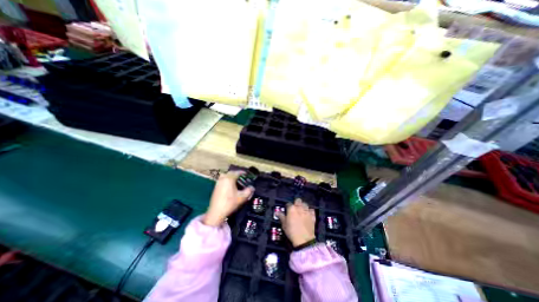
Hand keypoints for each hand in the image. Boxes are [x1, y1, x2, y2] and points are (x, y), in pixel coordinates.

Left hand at [204, 172, 255, 225]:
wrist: (216, 212)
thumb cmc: (230, 203)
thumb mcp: (242, 197)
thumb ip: (248, 191)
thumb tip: (252, 187)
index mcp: (229, 179)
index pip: (237, 172)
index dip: (243, 172)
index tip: (246, 174)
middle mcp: (223, 178)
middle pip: (230, 173)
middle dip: (236, 174)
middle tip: (242, 177)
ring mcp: (218, 183)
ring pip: (225, 176)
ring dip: (231, 177)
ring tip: (236, 181)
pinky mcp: (215, 187)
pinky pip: (222, 180)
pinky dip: (227, 180)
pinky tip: (230, 187)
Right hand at [278, 200, 316, 245]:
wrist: (304, 240)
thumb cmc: (292, 231)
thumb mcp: (284, 224)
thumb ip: (281, 216)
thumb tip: (277, 212)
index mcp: (291, 208)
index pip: (289, 204)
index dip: (287, 206)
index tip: (287, 210)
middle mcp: (299, 207)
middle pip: (298, 200)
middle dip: (296, 203)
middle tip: (295, 208)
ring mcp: (307, 211)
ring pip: (305, 204)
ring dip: (303, 206)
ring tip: (301, 210)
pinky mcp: (313, 216)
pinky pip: (311, 210)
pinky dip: (310, 211)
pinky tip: (308, 214)